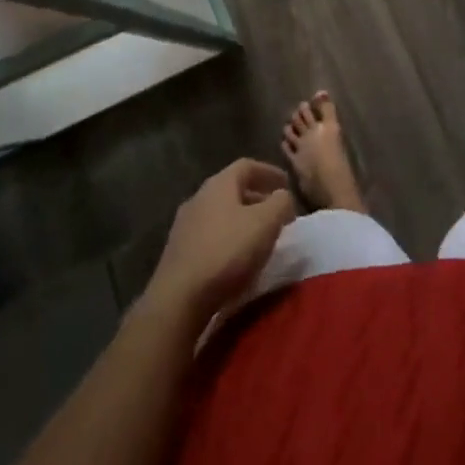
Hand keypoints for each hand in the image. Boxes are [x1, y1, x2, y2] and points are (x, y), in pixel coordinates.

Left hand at [146, 159, 296, 322]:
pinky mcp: (178, 252)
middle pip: (232, 189)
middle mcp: (199, 197)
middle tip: (275, 213)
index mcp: (219, 184)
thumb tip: (282, 196)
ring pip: (220, 213)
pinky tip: (235, 258)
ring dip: (241, 219)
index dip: (269, 172)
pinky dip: (227, 238)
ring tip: (258, 237)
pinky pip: (209, 235)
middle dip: (256, 198)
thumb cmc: (227, 252)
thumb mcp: (265, 223)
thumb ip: (280, 203)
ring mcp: (184, 225)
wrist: (178, 298)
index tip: (286, 184)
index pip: (247, 166)